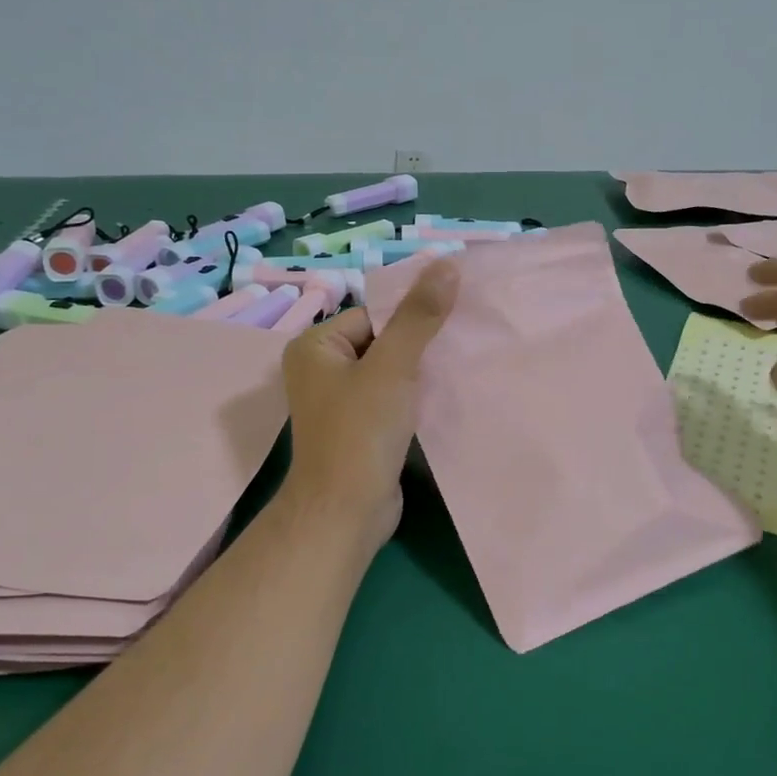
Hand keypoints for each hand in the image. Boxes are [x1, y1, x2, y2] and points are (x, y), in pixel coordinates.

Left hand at [279, 259, 458, 544]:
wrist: (346, 511)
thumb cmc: (361, 432)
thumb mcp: (393, 366)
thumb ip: (419, 316)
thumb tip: (447, 264)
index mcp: (315, 347)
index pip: (373, 314)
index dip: (411, 319)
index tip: (451, 323)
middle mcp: (321, 371)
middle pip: (382, 341)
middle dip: (419, 346)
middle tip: (460, 345)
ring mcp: (339, 403)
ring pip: (389, 373)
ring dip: (420, 373)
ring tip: (457, 369)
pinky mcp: (359, 429)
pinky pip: (391, 400)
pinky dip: (414, 398)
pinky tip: (444, 398)